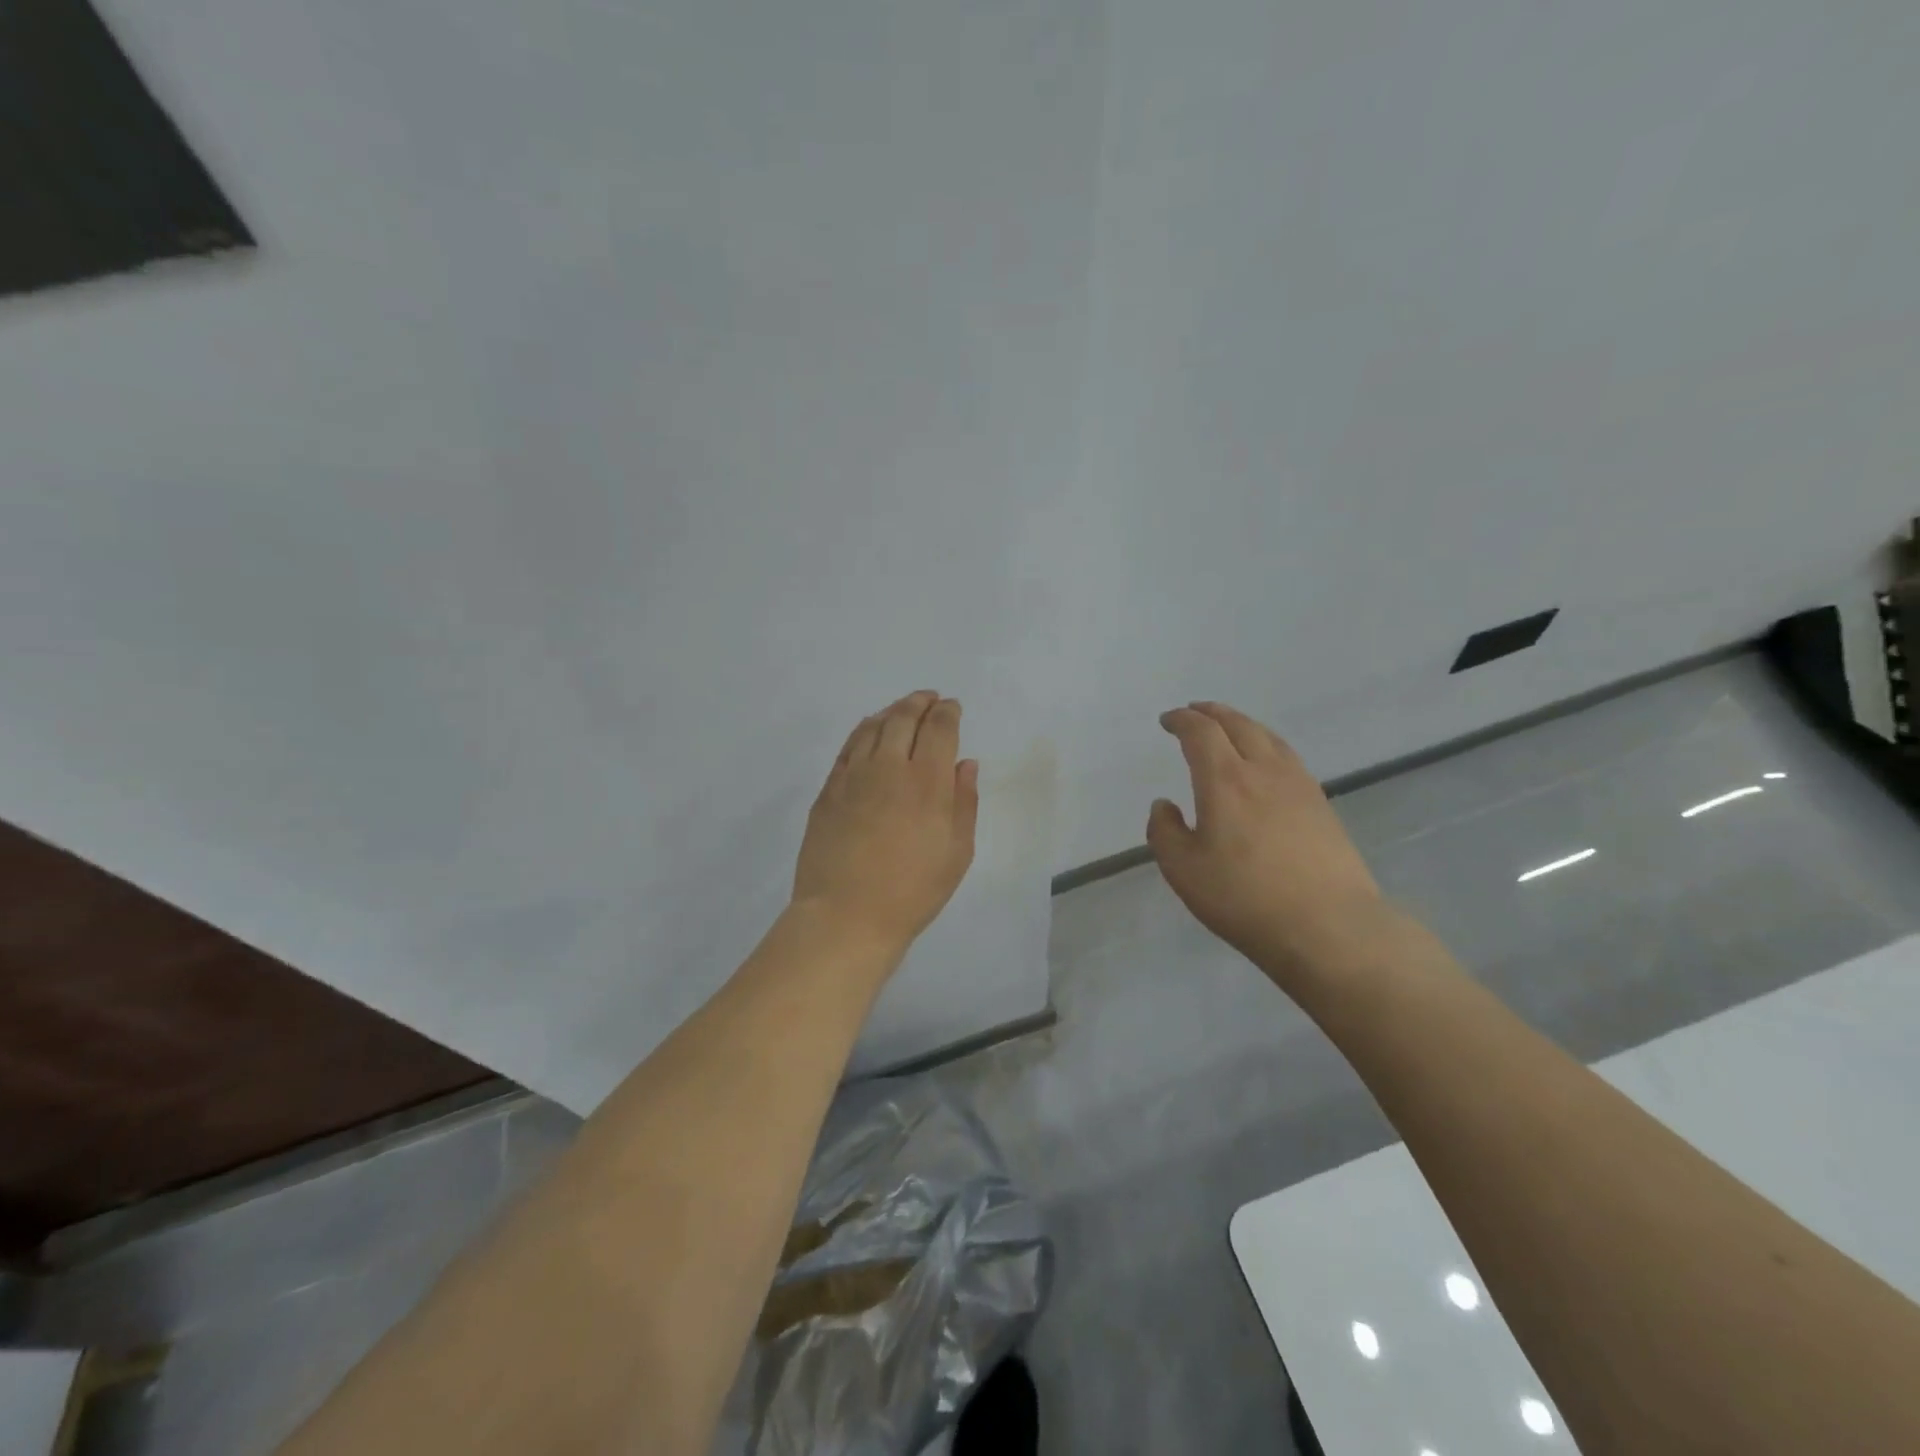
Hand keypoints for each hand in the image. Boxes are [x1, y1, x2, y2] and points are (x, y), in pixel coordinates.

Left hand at [791, 691, 979, 956]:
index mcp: (927, 781)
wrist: (846, 915)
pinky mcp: (828, 790)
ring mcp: (853, 776)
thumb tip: (965, 765)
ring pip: (873, 726)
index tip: (952, 708)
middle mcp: (889, 767)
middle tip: (929, 699)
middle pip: (904, 718)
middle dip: (920, 702)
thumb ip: (964, 803)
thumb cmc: (912, 891)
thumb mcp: (956, 853)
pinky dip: (863, 731)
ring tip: (901, 711)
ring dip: (891, 712)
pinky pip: (848, 747)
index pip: (939, 728)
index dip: (948, 712)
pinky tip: (869, 734)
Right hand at [1147, 702, 1390, 986]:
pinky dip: (1267, 745)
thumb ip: (1165, 832)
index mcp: (1225, 780)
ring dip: (1242, 724)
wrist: (1328, 926)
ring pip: (1268, 737)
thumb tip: (1164, 805)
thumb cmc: (1245, 898)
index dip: (1182, 720)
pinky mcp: (1322, 805)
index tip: (1167, 721)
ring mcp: (1299, 785)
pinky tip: (1266, 763)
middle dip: (1212, 713)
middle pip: (1238, 725)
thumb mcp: (1183, 870)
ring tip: (1229, 728)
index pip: (1201, 733)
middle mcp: (1263, 771)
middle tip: (1195, 712)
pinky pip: (1288, 757)